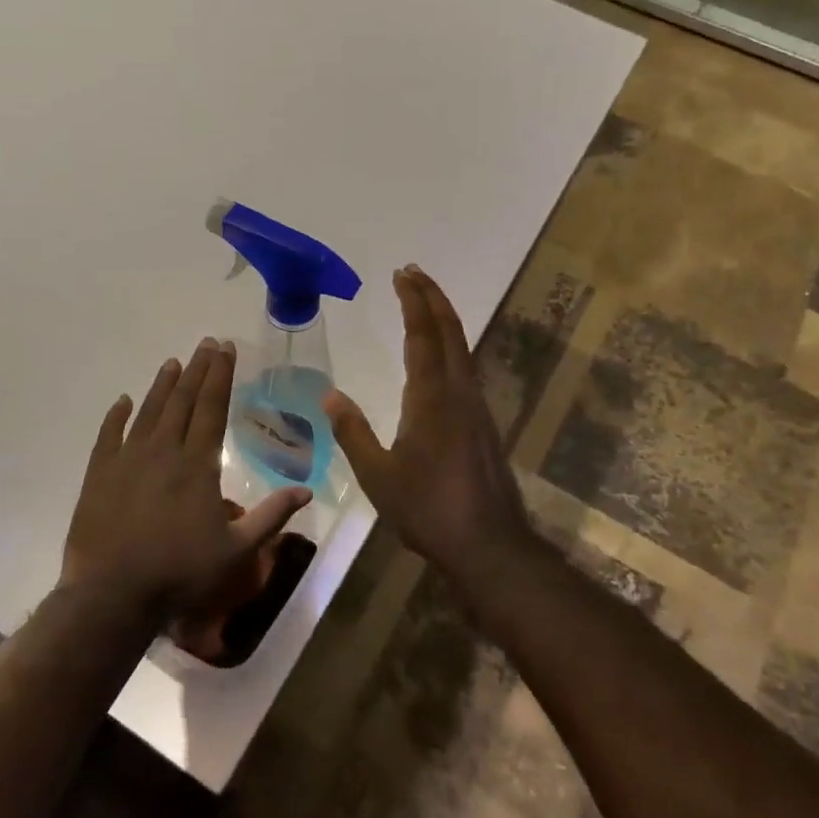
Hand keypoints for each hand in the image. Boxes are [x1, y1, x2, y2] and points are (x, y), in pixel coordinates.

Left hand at [61, 338, 310, 618]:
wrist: (112, 596)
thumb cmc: (181, 573)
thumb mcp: (237, 550)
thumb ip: (271, 516)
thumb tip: (306, 491)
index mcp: (197, 464)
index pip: (212, 407)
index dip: (220, 375)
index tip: (226, 348)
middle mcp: (163, 450)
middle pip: (183, 401)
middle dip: (197, 369)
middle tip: (206, 343)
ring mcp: (127, 460)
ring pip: (148, 412)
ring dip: (162, 385)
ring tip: (173, 362)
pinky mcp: (99, 475)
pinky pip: (109, 436)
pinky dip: (116, 416)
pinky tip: (122, 401)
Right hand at [322, 266, 534, 574]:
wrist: (488, 544)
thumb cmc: (428, 509)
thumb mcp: (378, 475)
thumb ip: (352, 431)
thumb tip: (330, 394)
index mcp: (431, 397)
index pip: (422, 335)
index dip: (413, 301)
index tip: (402, 274)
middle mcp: (459, 392)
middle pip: (450, 331)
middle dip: (432, 297)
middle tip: (413, 273)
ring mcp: (477, 407)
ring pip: (462, 348)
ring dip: (443, 319)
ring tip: (424, 304)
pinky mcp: (483, 424)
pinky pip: (466, 368)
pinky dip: (451, 345)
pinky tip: (440, 358)